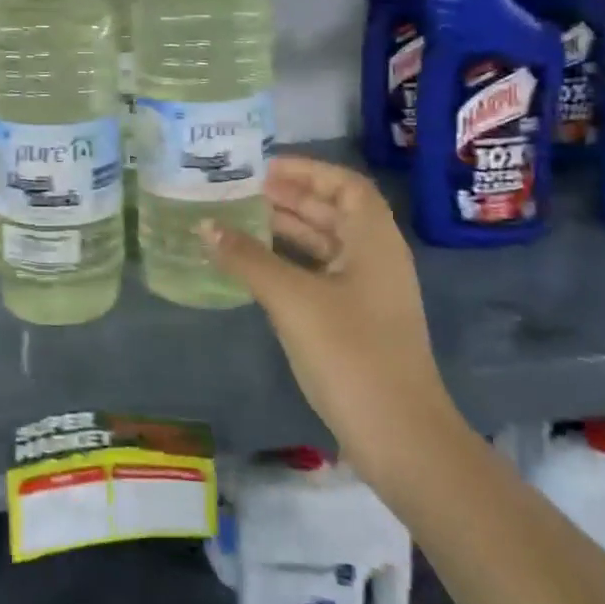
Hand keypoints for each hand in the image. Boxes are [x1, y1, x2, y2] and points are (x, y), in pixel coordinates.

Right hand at [199, 155, 465, 487]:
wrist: (399, 436)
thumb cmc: (350, 353)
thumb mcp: (293, 299)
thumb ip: (247, 258)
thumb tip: (205, 225)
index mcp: (373, 241)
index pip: (345, 185)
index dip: (307, 170)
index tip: (262, 167)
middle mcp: (375, 259)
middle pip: (333, 212)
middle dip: (288, 198)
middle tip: (237, 191)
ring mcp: (367, 293)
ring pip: (324, 245)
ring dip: (285, 230)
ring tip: (237, 221)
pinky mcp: (355, 322)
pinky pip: (318, 275)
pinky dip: (287, 263)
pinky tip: (253, 268)